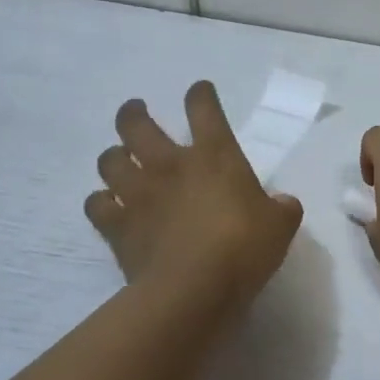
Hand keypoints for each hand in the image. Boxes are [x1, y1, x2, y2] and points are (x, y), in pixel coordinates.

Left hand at [86, 82, 302, 304]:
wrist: (193, 289)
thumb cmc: (243, 249)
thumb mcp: (280, 227)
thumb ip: (282, 209)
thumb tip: (282, 203)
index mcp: (214, 156)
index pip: (204, 110)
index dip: (200, 95)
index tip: (199, 91)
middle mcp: (170, 165)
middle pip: (137, 124)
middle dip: (134, 113)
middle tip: (136, 112)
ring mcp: (138, 193)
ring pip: (110, 160)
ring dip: (114, 157)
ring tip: (121, 160)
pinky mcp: (117, 226)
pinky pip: (97, 204)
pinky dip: (101, 202)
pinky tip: (109, 205)